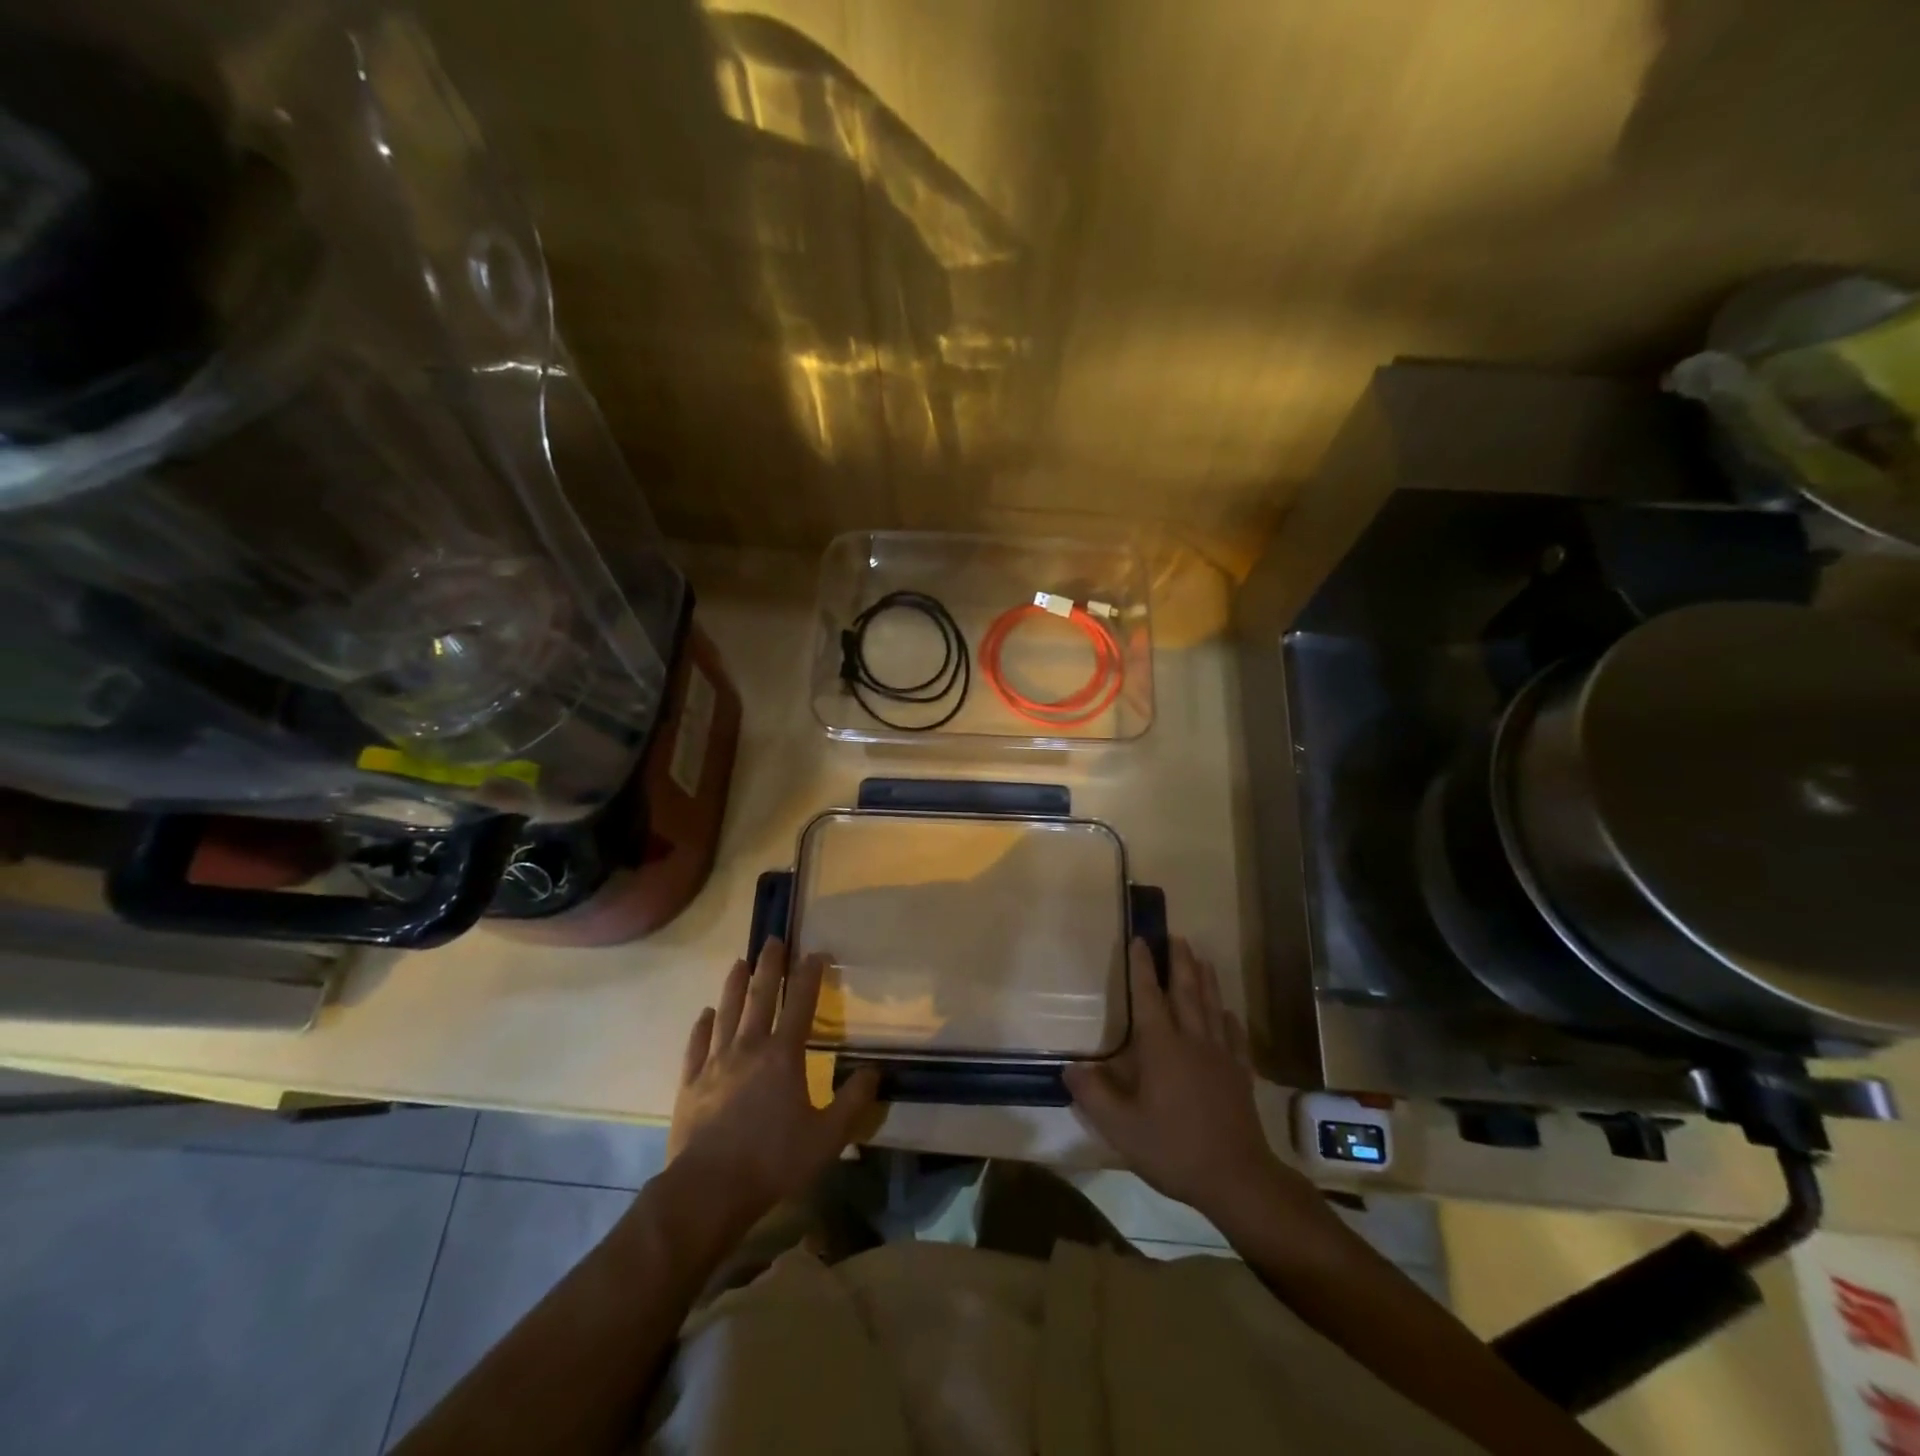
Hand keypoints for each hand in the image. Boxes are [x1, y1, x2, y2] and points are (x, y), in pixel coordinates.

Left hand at [668, 939, 878, 1227]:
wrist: (707, 1190)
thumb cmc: (773, 1160)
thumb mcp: (827, 1137)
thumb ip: (853, 1101)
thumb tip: (875, 1071)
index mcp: (783, 1055)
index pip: (800, 1003)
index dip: (809, 975)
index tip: (816, 952)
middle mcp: (748, 1047)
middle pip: (759, 997)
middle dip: (768, 966)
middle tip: (773, 939)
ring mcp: (715, 1062)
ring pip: (726, 1012)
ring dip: (733, 985)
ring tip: (738, 962)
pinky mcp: (690, 1082)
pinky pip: (696, 1045)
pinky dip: (702, 1025)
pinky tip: (705, 1014)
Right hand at [1064, 938, 1293, 1221]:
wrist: (1237, 1179)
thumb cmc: (1173, 1148)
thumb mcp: (1122, 1127)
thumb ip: (1093, 1095)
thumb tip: (1069, 1068)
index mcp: (1161, 1047)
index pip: (1148, 996)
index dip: (1142, 966)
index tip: (1140, 939)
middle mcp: (1192, 1040)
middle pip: (1186, 991)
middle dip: (1179, 961)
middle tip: (1175, 936)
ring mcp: (1220, 1056)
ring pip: (1212, 1006)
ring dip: (1205, 979)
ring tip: (1201, 958)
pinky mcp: (1239, 1074)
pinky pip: (1234, 1037)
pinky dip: (1229, 1019)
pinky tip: (1228, 1013)